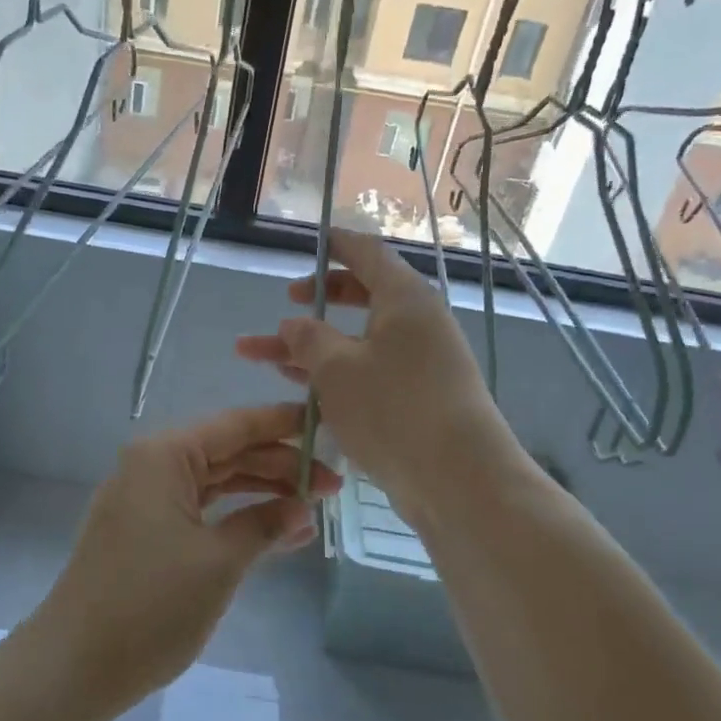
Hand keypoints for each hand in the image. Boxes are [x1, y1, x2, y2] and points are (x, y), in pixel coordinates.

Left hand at [36, 403, 341, 708]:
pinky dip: (234, 519)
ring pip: (214, 483)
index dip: (283, 426)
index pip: (235, 426)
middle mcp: (150, 467)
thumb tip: (302, 510)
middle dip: (278, 467)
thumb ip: (264, 525)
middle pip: (226, 452)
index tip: (328, 427)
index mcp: (163, 456)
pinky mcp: (142, 533)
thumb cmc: (151, 603)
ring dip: (260, 494)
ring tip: (312, 511)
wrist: (75, 665)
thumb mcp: (219, 562)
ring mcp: (143, 501)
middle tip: (332, 487)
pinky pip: (198, 511)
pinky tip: (275, 533)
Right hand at [235, 229, 511, 526]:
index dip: (336, 244)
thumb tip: (294, 323)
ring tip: (262, 355)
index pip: (367, 253)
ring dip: (312, 346)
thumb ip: (308, 339)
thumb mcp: (336, 369)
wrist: (458, 479)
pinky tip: (299, 389)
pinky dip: (334, 375)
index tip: (310, 240)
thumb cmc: (394, 409)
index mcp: (404, 299)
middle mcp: (417, 323)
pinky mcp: (418, 398)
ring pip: (358, 340)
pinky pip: (369, 372)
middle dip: (317, 299)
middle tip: (285, 302)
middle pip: (363, 296)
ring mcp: (420, 363)